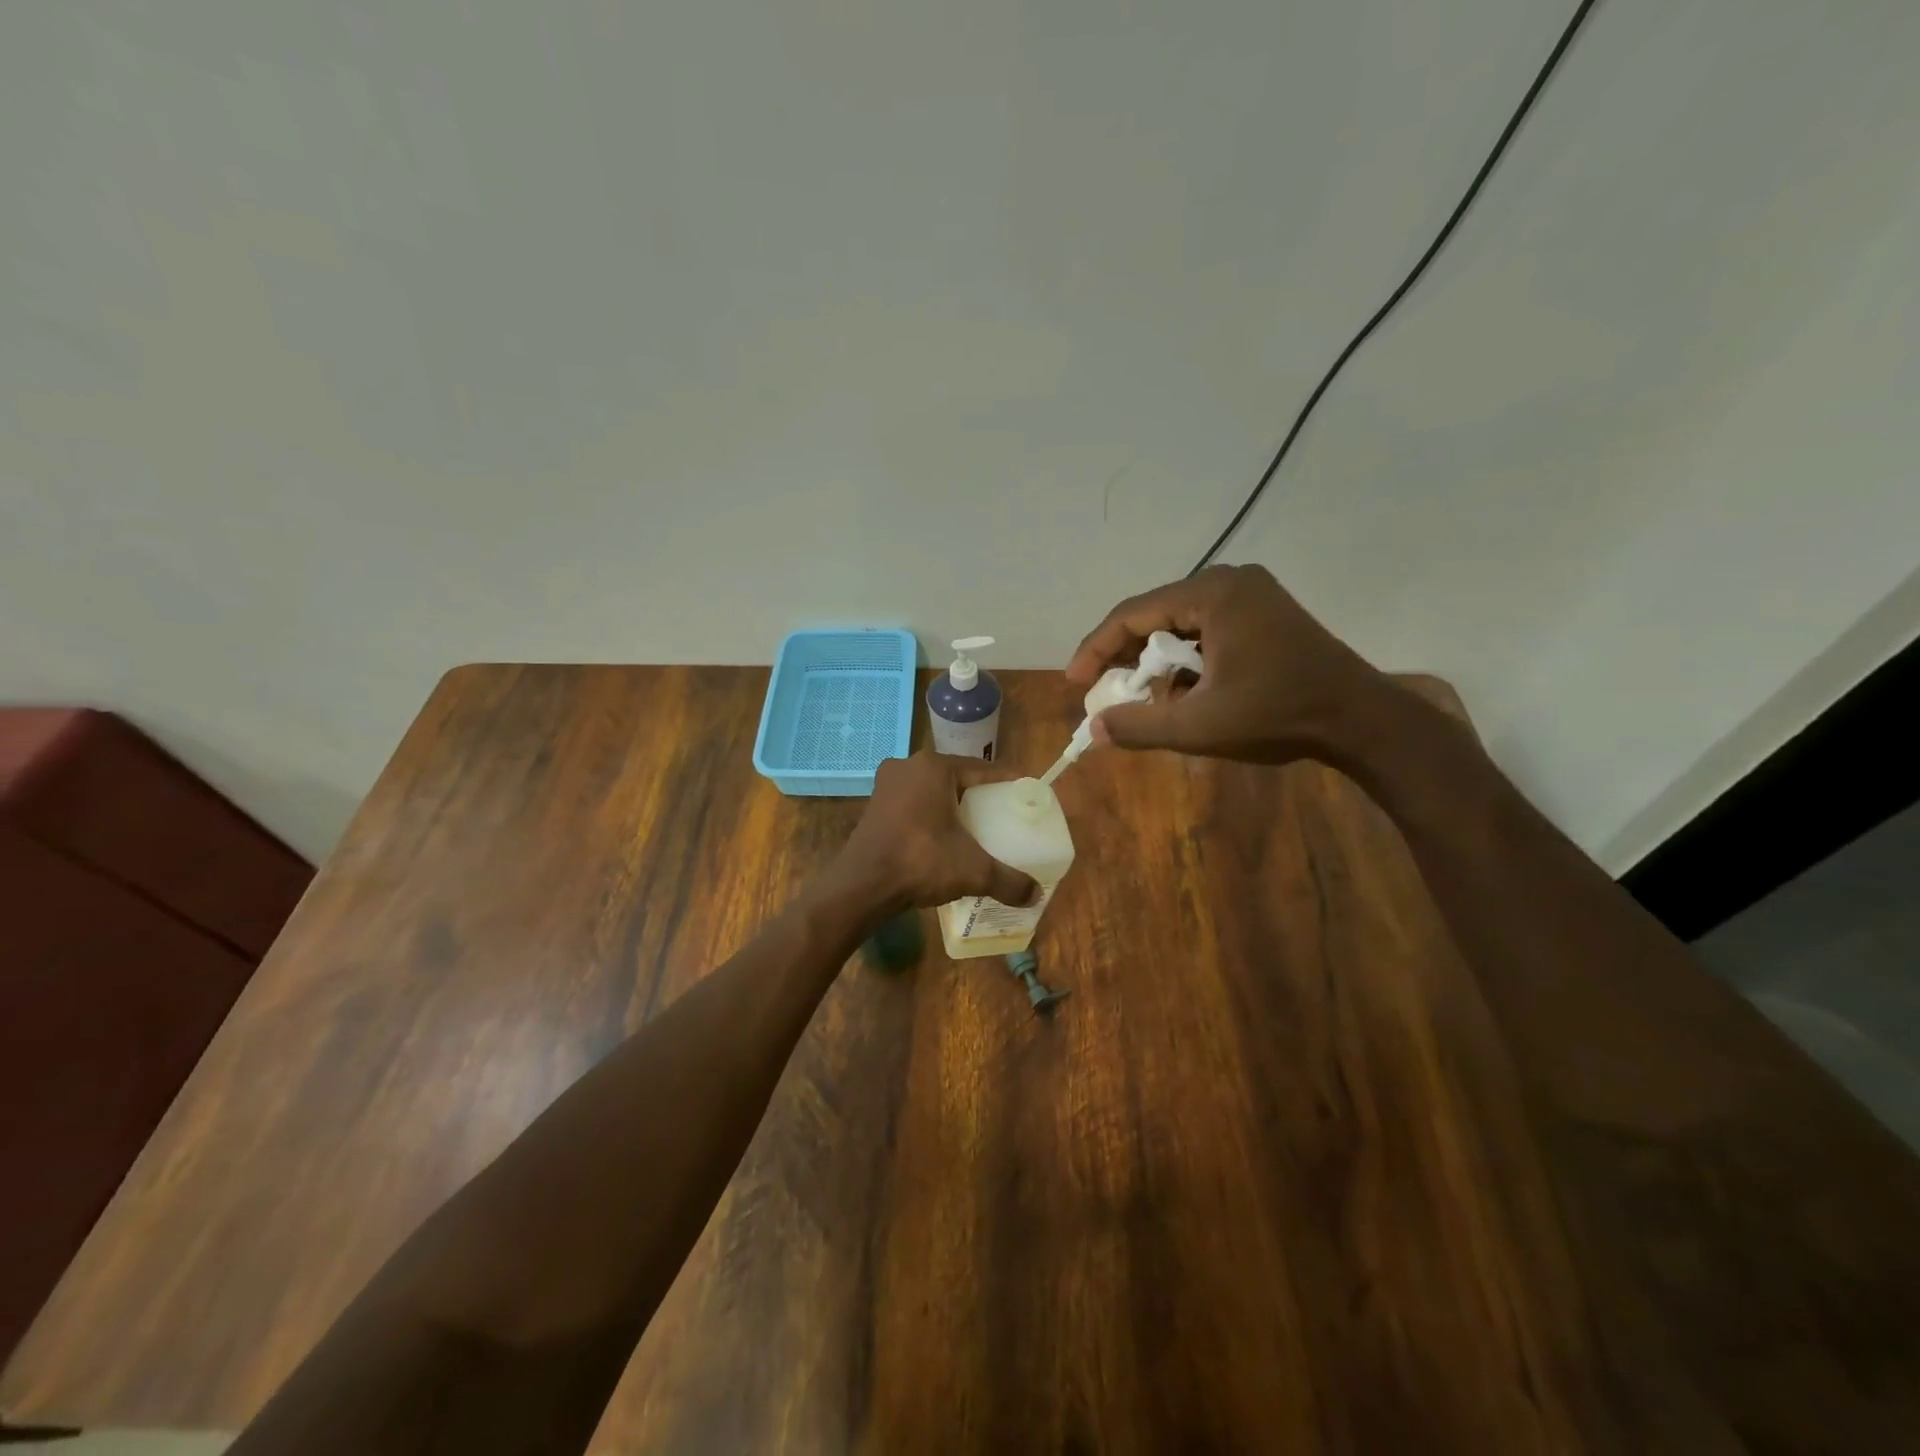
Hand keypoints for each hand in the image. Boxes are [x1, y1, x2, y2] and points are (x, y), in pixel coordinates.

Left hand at [829, 751, 1039, 913]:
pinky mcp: (874, 805)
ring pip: (933, 791)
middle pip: (957, 778)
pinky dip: (931, 816)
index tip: (1026, 795)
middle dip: (980, 796)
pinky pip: (913, 804)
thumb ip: (1008, 880)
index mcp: (935, 767)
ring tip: (976, 827)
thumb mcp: (973, 870)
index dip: (1007, 783)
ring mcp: (887, 785)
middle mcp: (909, 766)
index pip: (983, 769)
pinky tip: (944, 837)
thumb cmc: (920, 862)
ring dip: (952, 806)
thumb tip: (1036, 895)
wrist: (862, 885)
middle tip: (1004, 816)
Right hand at [1067, 564, 1382, 764]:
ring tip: (1143, 698)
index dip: (1096, 649)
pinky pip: (1205, 630)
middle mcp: (1228, 581)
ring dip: (1156, 661)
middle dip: (1126, 657)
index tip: (1075, 684)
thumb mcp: (1199, 726)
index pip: (1132, 614)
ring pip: (1179, 625)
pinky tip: (1184, 691)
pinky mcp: (1263, 611)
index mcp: (1211, 595)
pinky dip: (1185, 660)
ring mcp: (1250, 593)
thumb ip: (1139, 726)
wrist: (1360, 719)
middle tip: (1106, 692)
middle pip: (1154, 616)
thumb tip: (1094, 729)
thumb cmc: (1278, 716)